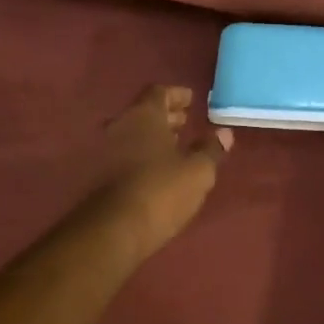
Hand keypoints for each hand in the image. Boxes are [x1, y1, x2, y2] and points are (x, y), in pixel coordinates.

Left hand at [87, 85, 231, 262]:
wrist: (114, 231)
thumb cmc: (161, 191)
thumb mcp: (198, 171)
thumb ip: (211, 149)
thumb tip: (224, 133)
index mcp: (143, 116)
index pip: (159, 93)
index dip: (177, 95)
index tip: (191, 100)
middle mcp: (120, 126)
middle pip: (144, 113)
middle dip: (166, 117)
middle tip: (185, 122)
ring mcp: (105, 151)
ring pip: (133, 135)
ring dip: (154, 137)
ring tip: (176, 147)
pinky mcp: (99, 177)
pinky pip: (125, 155)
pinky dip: (142, 155)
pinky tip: (158, 169)